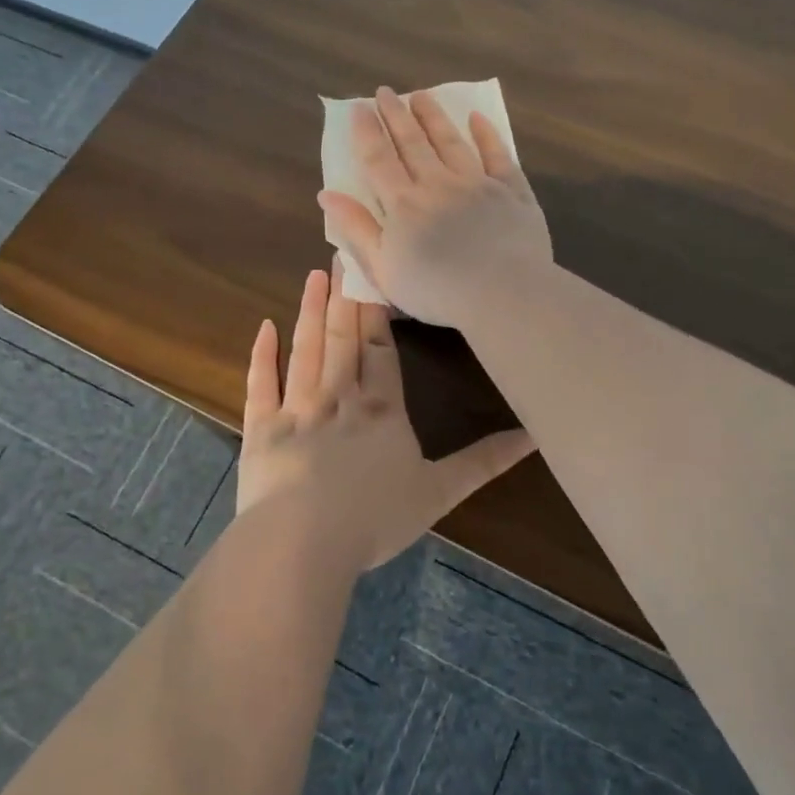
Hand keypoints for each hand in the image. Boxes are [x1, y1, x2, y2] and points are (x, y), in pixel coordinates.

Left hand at [237, 263, 535, 570]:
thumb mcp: (439, 492)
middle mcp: (339, 397)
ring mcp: (296, 409)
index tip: (374, 275)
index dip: (378, 313)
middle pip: (343, 338)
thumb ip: (483, 462)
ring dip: (310, 312)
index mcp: (381, 409)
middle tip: (341, 253)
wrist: (303, 541)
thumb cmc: (374, 518)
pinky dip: (262, 356)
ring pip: (306, 349)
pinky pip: (261, 384)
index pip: (381, 350)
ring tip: (314, 275)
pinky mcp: (261, 429)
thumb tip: (533, 437)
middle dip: (344, 297)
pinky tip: (264, 327)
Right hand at [317, 87, 553, 328]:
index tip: (358, 108)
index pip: (379, 160)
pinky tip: (477, 119)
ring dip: (434, 117)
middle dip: (396, 115)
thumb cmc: (436, 290)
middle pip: (413, 143)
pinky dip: (486, 135)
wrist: (502, 292)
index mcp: (403, 204)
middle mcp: (438, 183)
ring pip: (451, 141)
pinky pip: (497, 155)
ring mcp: (477, 183)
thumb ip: (356, 229)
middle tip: (385, 92)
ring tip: (421, 96)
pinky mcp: (511, 190)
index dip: (367, 133)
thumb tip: (326, 194)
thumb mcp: (383, 268)